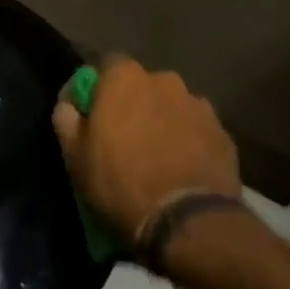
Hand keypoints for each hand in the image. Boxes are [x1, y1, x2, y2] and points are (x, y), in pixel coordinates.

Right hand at [51, 55, 242, 251]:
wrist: (188, 222)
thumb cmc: (121, 183)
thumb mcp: (75, 156)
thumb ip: (66, 117)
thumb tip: (70, 103)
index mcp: (125, 77)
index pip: (106, 66)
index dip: (99, 89)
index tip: (93, 116)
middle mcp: (164, 79)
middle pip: (143, 86)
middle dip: (135, 105)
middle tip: (126, 139)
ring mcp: (198, 104)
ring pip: (173, 107)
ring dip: (164, 122)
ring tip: (159, 157)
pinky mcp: (223, 132)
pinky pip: (197, 130)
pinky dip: (190, 142)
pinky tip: (183, 170)